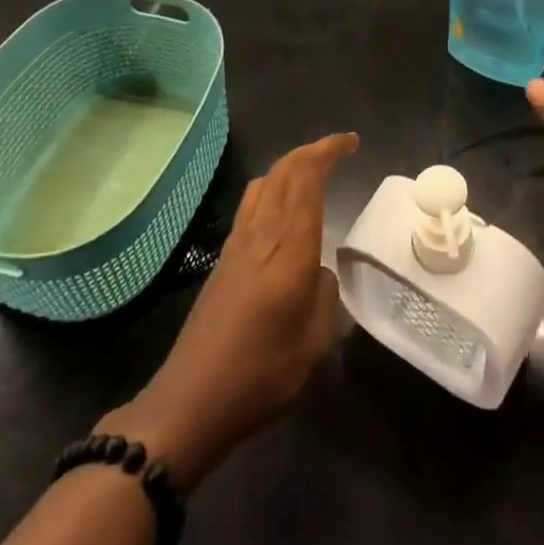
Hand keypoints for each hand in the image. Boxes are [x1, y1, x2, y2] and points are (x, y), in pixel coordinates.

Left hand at [102, 131, 357, 489]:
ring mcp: (237, 243)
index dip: (329, 151)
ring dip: (290, 166)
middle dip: (313, 151)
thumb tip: (319, 271)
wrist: (190, 401)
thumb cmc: (260, 374)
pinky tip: (283, 209)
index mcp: (289, 248)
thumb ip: (324, 295)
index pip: (307, 178)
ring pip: (264, 182)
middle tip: (340, 149)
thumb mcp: (313, 342)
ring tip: (314, 171)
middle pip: (283, 170)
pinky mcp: (223, 258)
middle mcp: (261, 233)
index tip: (352, 143)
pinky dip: (274, 188)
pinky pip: (252, 204)